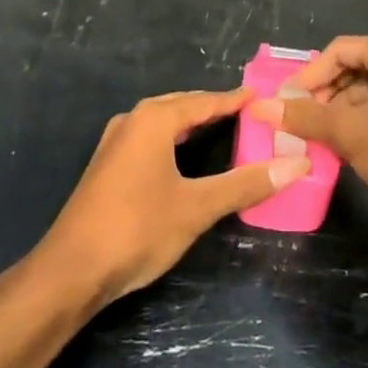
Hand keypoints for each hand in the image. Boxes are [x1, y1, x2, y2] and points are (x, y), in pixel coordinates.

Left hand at [41, 89, 309, 305]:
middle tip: (250, 113)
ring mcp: (115, 142)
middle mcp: (132, 120)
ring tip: (224, 129)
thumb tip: (297, 164)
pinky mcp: (108, 165)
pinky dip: (174, 139)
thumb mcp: (197, 207)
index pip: (204, 101)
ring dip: (192, 123)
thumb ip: (245, 183)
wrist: (71, 270)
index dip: (234, 100)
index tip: (263, 97)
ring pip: (163, 122)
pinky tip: (185, 156)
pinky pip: (150, 139)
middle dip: (214, 108)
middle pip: (182, 106)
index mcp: (154, 120)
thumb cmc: (137, 229)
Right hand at [253, 34, 367, 223]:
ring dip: (342, 111)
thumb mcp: (350, 133)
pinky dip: (364, 120)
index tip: (288, 104)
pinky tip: (350, 146)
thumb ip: (305, 117)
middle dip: (326, 95)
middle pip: (354, 67)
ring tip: (322, 138)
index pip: (338, 51)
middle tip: (303, 123)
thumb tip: (260, 107)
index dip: (309, 77)